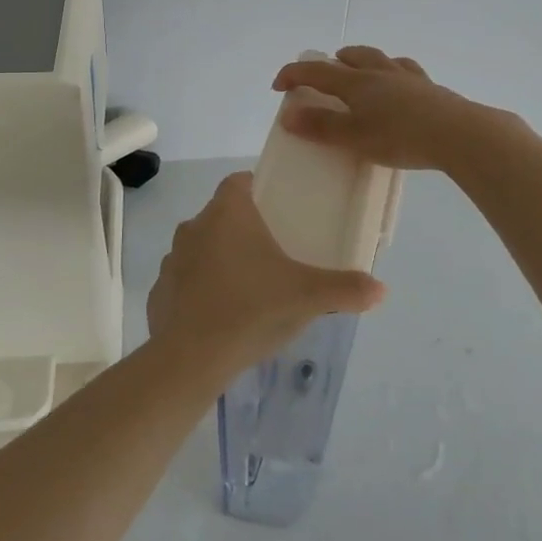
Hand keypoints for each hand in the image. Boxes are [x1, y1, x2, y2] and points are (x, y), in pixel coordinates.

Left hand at [146, 172, 384, 372]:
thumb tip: (381, 289)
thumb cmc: (252, 309)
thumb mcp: (308, 297)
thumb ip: (346, 288)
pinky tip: (221, 314)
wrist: (191, 359)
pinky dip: (201, 289)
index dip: (258, 189)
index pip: (239, 182)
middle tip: (274, 250)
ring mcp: (173, 259)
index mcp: (228, 213)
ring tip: (249, 284)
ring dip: (220, 258)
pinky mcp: (159, 291)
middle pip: (221, 215)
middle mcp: (195, 226)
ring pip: (202, 247)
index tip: (278, 208)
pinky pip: (185, 281)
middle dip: (244, 227)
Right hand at [270, 46, 508, 170]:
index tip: (278, 85)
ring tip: (359, 71)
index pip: (317, 71)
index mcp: (357, 83)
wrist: (460, 134)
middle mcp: (380, 72)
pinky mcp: (431, 89)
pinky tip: (400, 82)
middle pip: (352, 57)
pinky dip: (394, 72)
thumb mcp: (355, 137)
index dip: (294, 75)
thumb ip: (321, 127)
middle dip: (332, 62)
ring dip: (363, 60)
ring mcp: (408, 78)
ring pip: (380, 59)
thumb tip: (288, 114)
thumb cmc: (401, 137)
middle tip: (323, 72)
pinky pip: (406, 71)